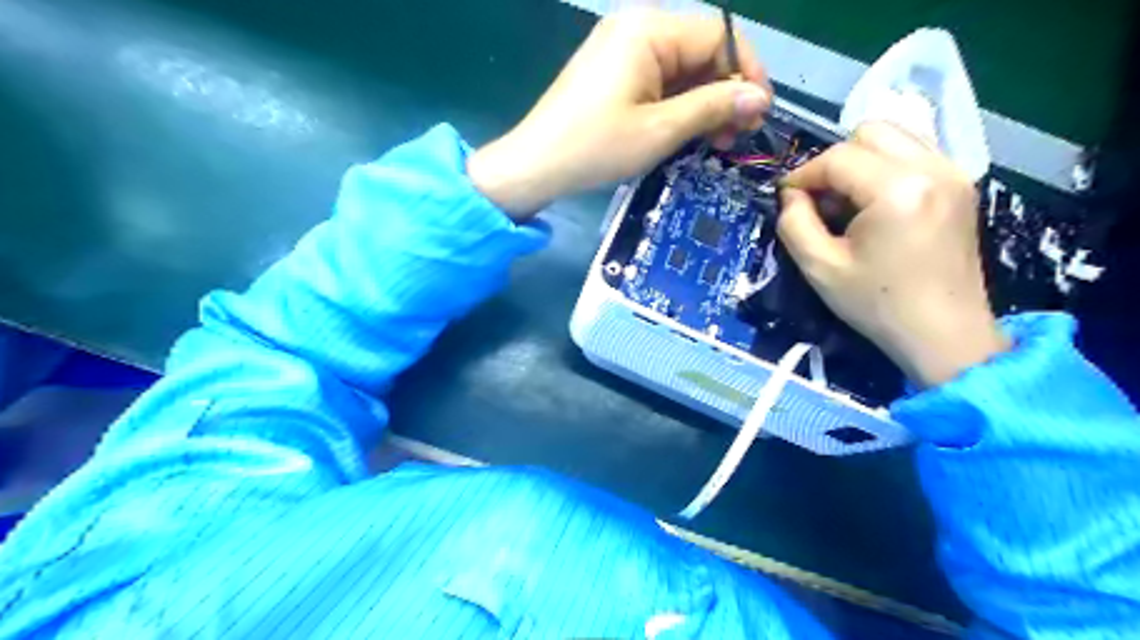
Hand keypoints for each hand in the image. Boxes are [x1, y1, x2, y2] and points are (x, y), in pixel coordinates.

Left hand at [467, 9, 768, 217]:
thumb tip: (760, 98)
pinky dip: (677, 105)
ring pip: (681, 69)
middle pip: (701, 50)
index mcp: (648, 30)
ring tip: (715, 142)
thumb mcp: (660, 130)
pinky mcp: (612, 73)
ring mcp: (621, 50)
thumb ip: (713, 107)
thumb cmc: (596, 148)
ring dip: (703, 102)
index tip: (758, 114)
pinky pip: (658, 80)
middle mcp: (635, 28)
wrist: (535, 166)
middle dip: (725, 92)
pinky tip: (687, 133)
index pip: (719, 35)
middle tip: (735, 136)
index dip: (746, 72)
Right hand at [779, 122, 1009, 386]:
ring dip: (861, 160)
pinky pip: (916, 153)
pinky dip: (887, 166)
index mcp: (898, 190)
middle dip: (834, 161)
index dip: (803, 174)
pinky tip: (876, 203)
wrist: (943, 334)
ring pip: (896, 136)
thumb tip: (791, 195)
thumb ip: (794, 223)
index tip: (786, 199)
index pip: (838, 157)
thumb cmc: (877, 304)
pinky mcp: (961, 185)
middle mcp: (933, 168)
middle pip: (870, 132)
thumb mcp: (819, 268)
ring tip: (847, 201)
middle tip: (820, 200)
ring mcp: (954, 173)